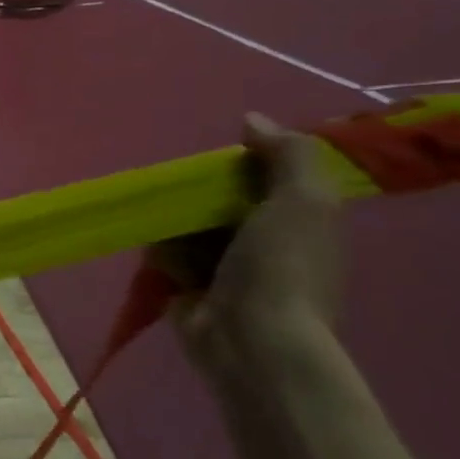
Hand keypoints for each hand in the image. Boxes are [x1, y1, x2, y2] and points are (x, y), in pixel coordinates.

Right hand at [159, 114, 341, 372]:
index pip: (266, 179)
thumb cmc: (282, 267)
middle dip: (199, 192)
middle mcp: (265, 243)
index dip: (243, 164)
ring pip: (189, 225)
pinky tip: (157, 250)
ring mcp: (226, 268)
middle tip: (180, 187)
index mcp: (300, 221)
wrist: (251, 339)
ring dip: (174, 221)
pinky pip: (167, 255)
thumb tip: (252, 120)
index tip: (220, 160)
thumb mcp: (302, 201)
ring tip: (161, 218)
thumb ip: (287, 155)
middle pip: (222, 200)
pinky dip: (160, 251)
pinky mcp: (189, 287)